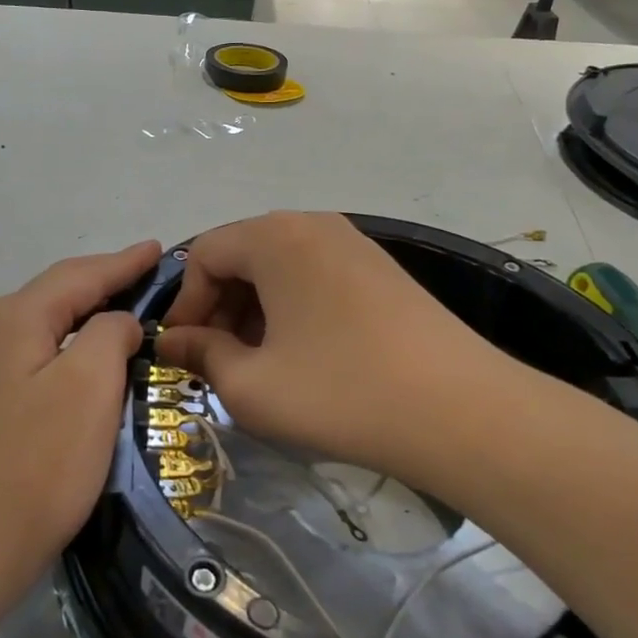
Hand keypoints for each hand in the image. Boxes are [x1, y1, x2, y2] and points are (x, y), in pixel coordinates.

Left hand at [0, 240, 160, 599]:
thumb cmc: (38, 461)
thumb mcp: (89, 384)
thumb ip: (109, 333)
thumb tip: (116, 323)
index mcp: (18, 316)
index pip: (81, 274)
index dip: (124, 262)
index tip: (159, 249)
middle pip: (62, 292)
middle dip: (107, 281)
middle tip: (153, 276)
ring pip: (53, 324)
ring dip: (93, 313)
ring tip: (132, 309)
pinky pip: (46, 354)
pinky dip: (78, 346)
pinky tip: (96, 359)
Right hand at [156, 212, 521, 490]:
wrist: (462, 412)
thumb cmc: (339, 393)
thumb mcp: (251, 386)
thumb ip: (202, 355)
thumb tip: (175, 342)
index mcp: (274, 237)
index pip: (204, 254)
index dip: (185, 304)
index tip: (183, 352)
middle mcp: (313, 225)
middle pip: (243, 255)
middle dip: (220, 307)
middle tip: (219, 361)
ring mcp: (355, 244)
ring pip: (281, 268)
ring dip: (256, 311)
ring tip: (260, 363)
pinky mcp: (383, 271)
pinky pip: (317, 278)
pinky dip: (294, 310)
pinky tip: (305, 356)